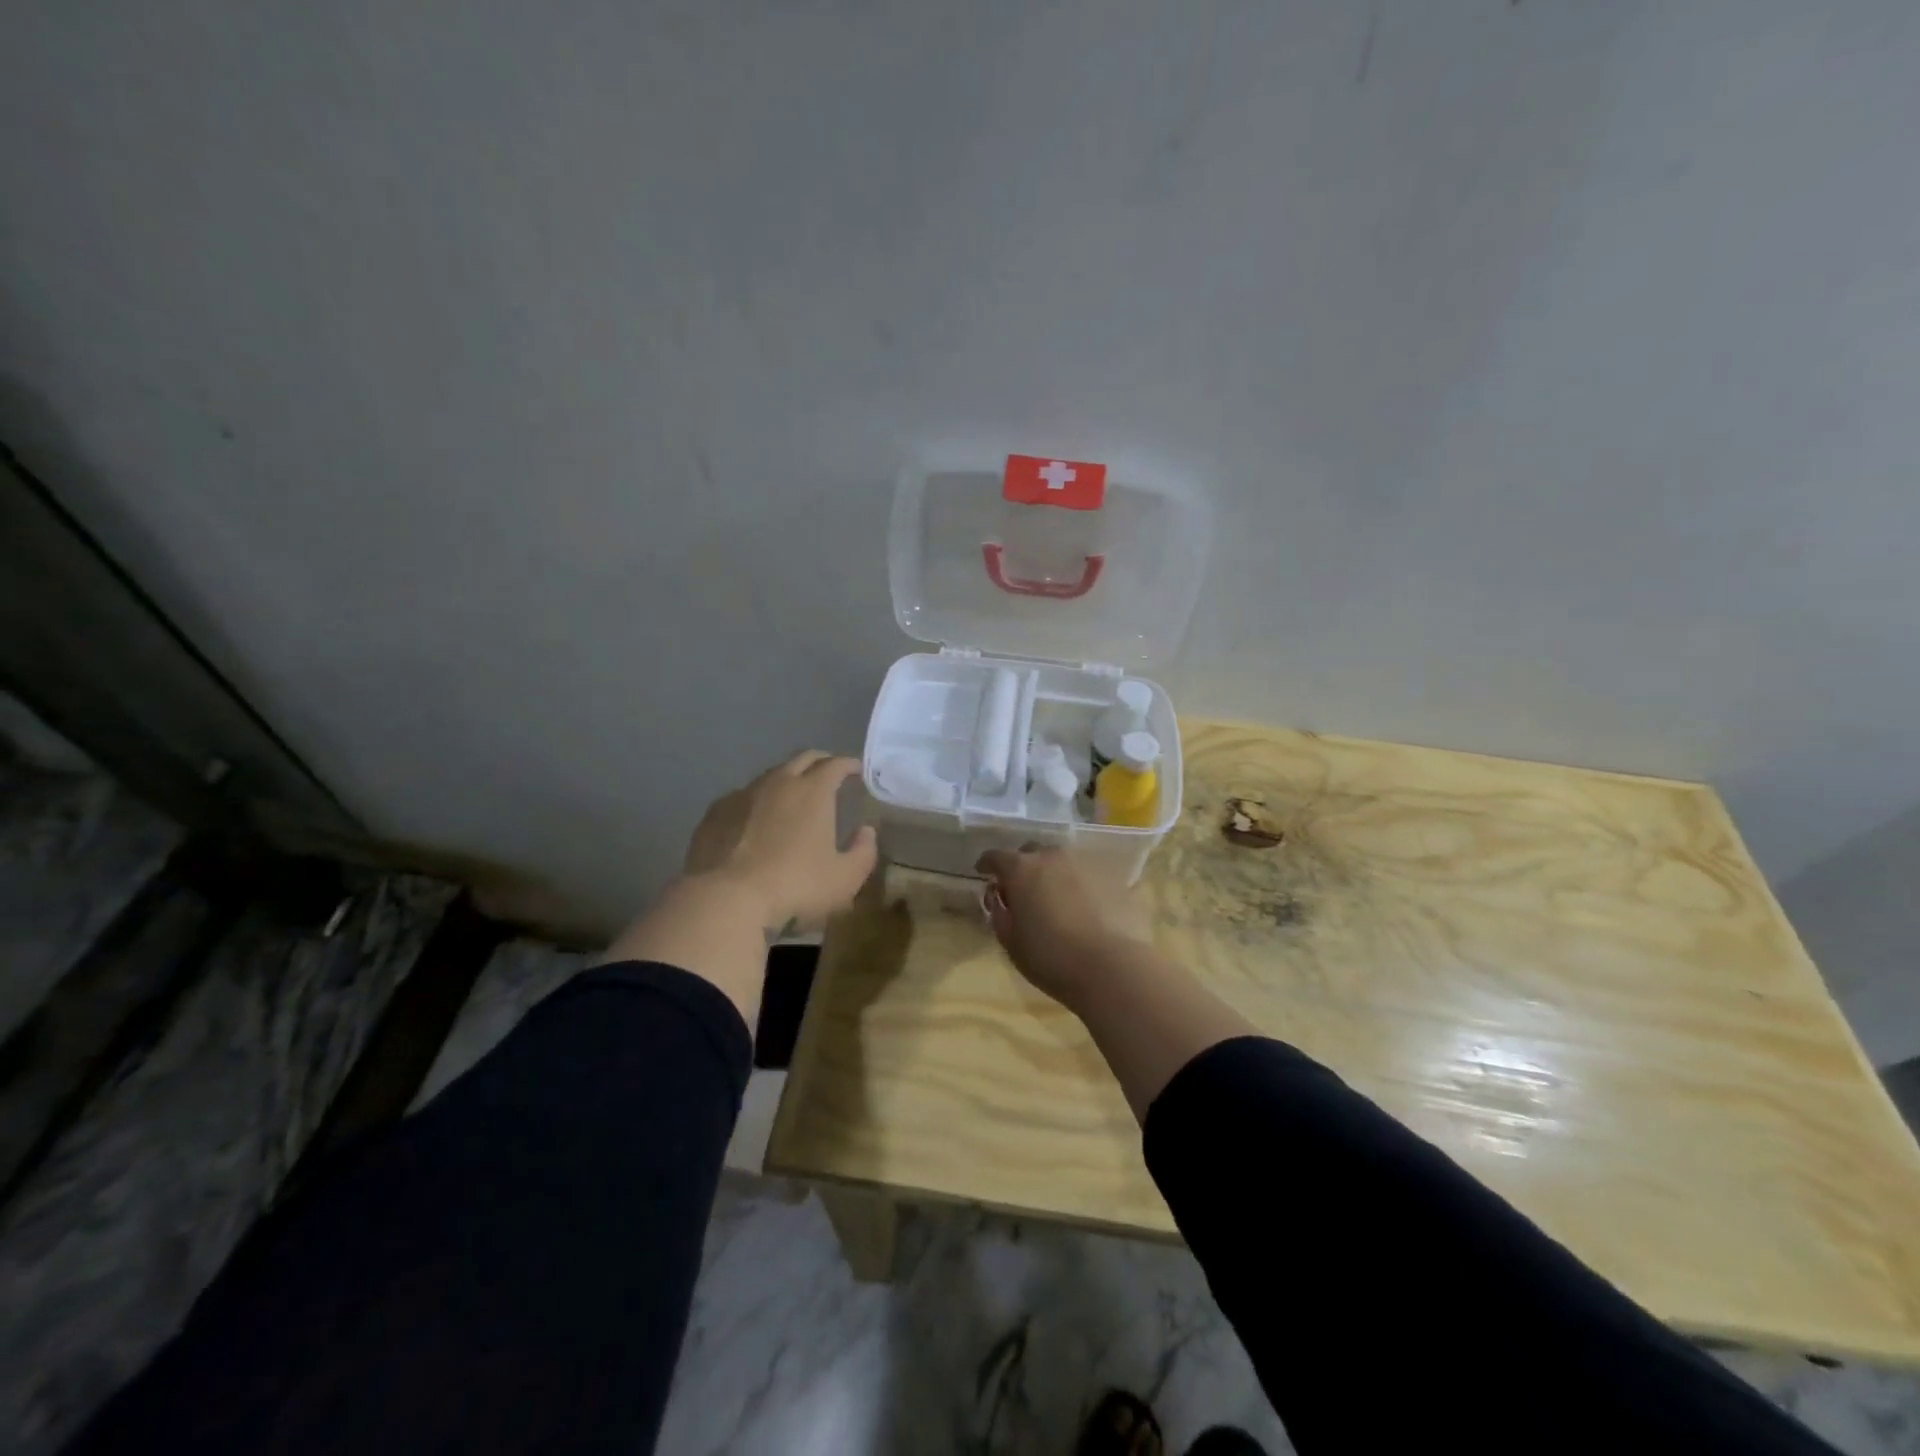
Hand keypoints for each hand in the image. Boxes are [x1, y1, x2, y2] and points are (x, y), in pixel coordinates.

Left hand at [684, 751, 877, 932]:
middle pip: (802, 759)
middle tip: (829, 773)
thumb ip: (863, 852)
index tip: (856, 770)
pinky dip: (757, 801)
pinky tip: (755, 819)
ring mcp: (742, 794)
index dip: (849, 764)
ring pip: (770, 775)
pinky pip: (742, 797)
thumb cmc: (794, 886)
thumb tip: (866, 831)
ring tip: (792, 797)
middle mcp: (778, 782)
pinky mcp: (715, 812)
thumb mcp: (845, 878)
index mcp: (813, 791)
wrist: (725, 898)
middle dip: (820, 761)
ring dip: (787, 780)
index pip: (835, 764)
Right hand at [976, 845, 1137, 1007]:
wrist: (1113, 968)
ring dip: (1055, 875)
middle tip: (1023, 889)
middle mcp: (1054, 856)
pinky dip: (1082, 886)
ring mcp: (1087, 863)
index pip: (997, 856)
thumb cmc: (1052, 959)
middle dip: (1024, 867)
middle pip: (1032, 853)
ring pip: (1063, 862)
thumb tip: (999, 900)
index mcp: (1022, 869)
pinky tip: (1086, 908)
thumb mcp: (1012, 944)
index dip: (988, 864)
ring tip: (1057, 899)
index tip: (984, 873)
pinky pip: (1089, 875)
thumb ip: (1000, 916)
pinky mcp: (1115, 877)